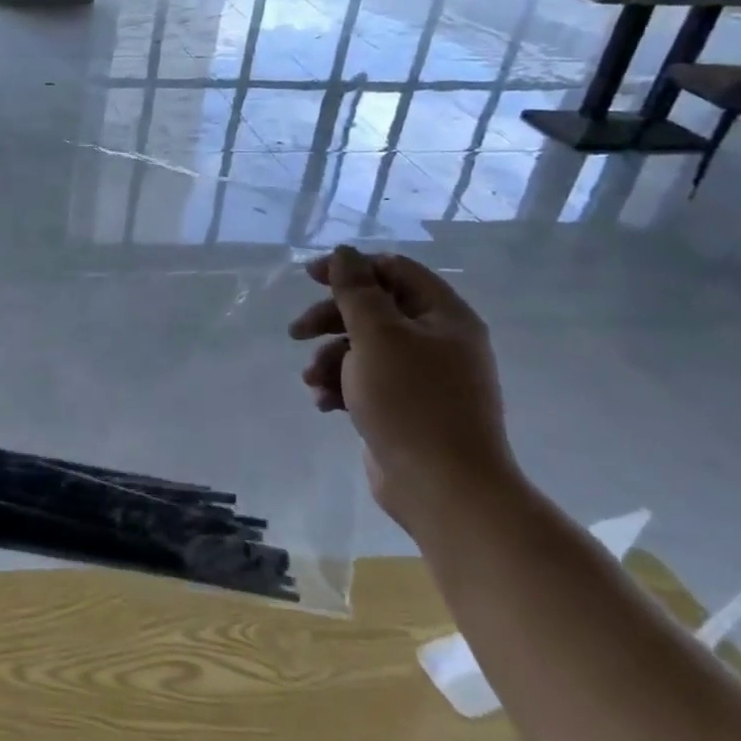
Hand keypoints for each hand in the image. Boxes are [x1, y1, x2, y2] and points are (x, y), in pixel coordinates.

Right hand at [288, 245, 517, 538]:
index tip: (310, 278)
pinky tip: (324, 404)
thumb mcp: (377, 336)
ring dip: (330, 358)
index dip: (351, 268)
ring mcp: (422, 378)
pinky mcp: (405, 408)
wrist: (443, 488)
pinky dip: (341, 386)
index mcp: (444, 316)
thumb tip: (345, 253)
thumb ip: (356, 291)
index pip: (395, 270)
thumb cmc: (411, 401)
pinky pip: (366, 381)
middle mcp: (437, 341)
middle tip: (297, 332)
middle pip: (374, 310)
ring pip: (363, 348)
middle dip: (330, 319)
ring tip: (313, 381)